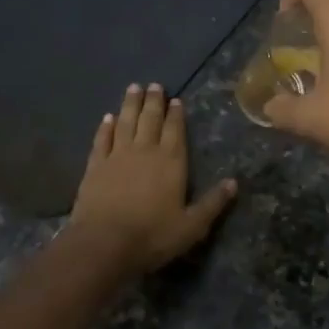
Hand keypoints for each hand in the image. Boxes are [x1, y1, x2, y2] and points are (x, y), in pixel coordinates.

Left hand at [71, 83, 237, 276]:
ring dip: (130, 105)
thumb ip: (212, 203)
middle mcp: (145, 151)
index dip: (176, 114)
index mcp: (171, 161)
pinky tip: (107, 118)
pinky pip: (102, 140)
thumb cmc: (152, 235)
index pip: (176, 130)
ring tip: (133, 88)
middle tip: (154, 85)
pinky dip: (105, 127)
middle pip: (150, 119)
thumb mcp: (192, 226)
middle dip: (153, 102)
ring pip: (125, 122)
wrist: (104, 243)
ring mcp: (117, 156)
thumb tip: (234, 183)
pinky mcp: (95, 166)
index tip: (176, 99)